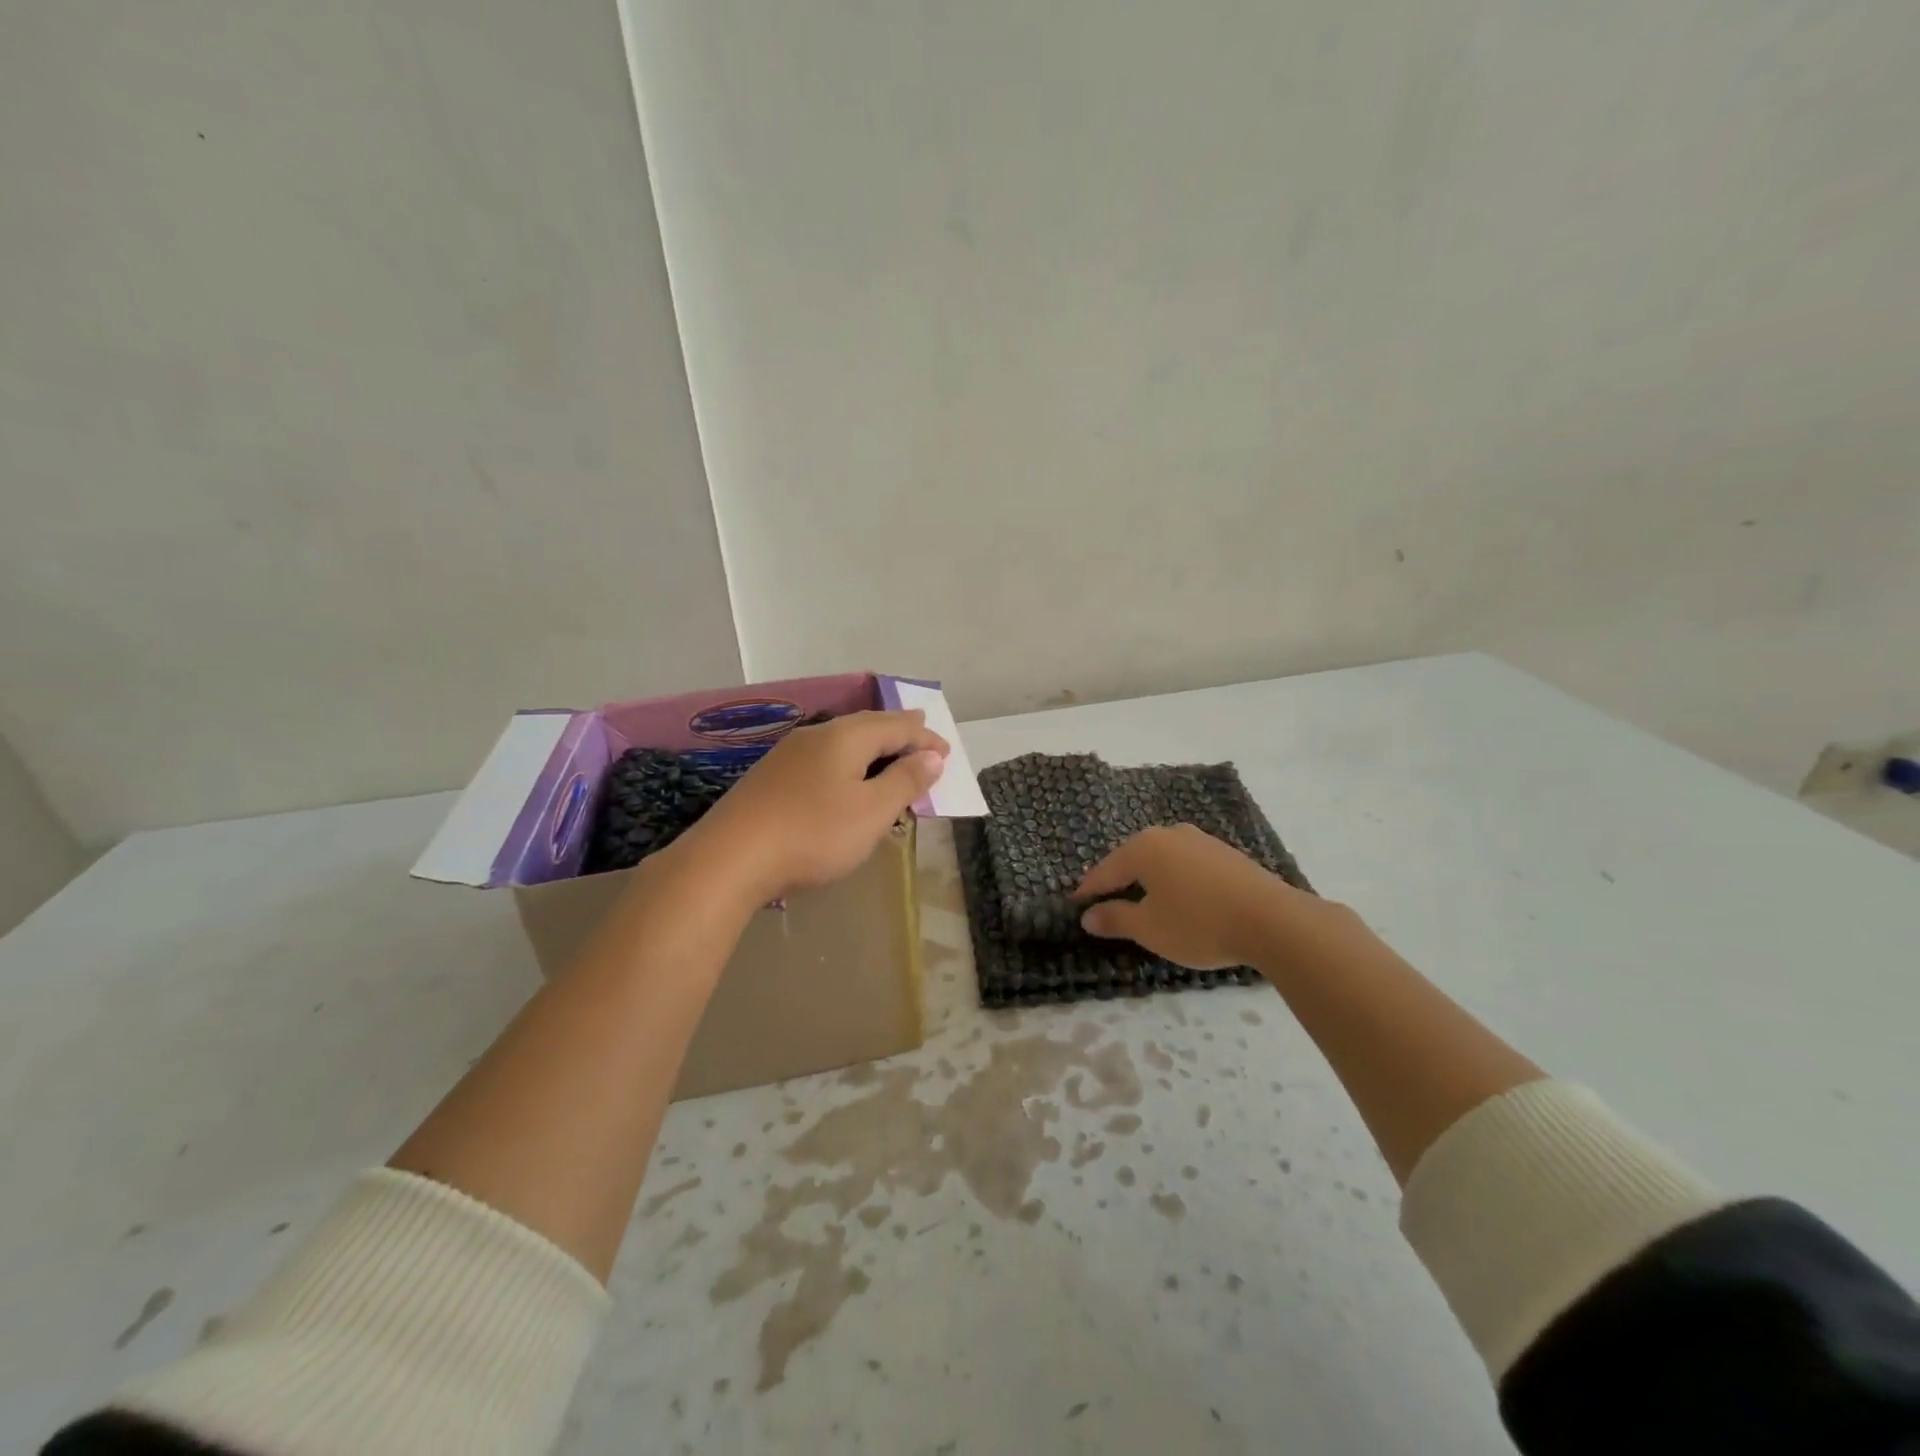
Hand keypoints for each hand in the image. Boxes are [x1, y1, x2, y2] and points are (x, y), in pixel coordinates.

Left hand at [685, 709, 948, 900]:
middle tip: (922, 736)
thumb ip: (905, 781)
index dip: (925, 738)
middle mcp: (817, 735)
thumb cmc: (813, 833)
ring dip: (873, 748)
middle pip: (868, 726)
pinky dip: (848, 764)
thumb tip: (931, 755)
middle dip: (899, 733)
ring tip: (889, 756)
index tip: (948, 752)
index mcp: (846, 736)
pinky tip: (844, 779)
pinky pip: (824, 759)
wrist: (729, 859)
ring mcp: (789, 754)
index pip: (897, 726)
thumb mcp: (872, 811)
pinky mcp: (771, 778)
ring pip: (843, 742)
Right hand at [1075, 824, 1307, 969]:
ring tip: (1144, 902)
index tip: (1076, 906)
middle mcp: (1169, 834)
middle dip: (1119, 881)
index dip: (1090, 890)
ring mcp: (1201, 840)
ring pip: (1163, 860)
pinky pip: (1187, 865)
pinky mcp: (1226, 854)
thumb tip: (1088, 916)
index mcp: (1144, 847)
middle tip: (1107, 903)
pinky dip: (1176, 880)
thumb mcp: (1149, 928)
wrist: (1272, 920)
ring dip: (1150, 880)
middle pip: (1133, 859)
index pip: (1106, 870)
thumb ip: (1116, 919)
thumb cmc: (1198, 923)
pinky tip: (1181, 899)